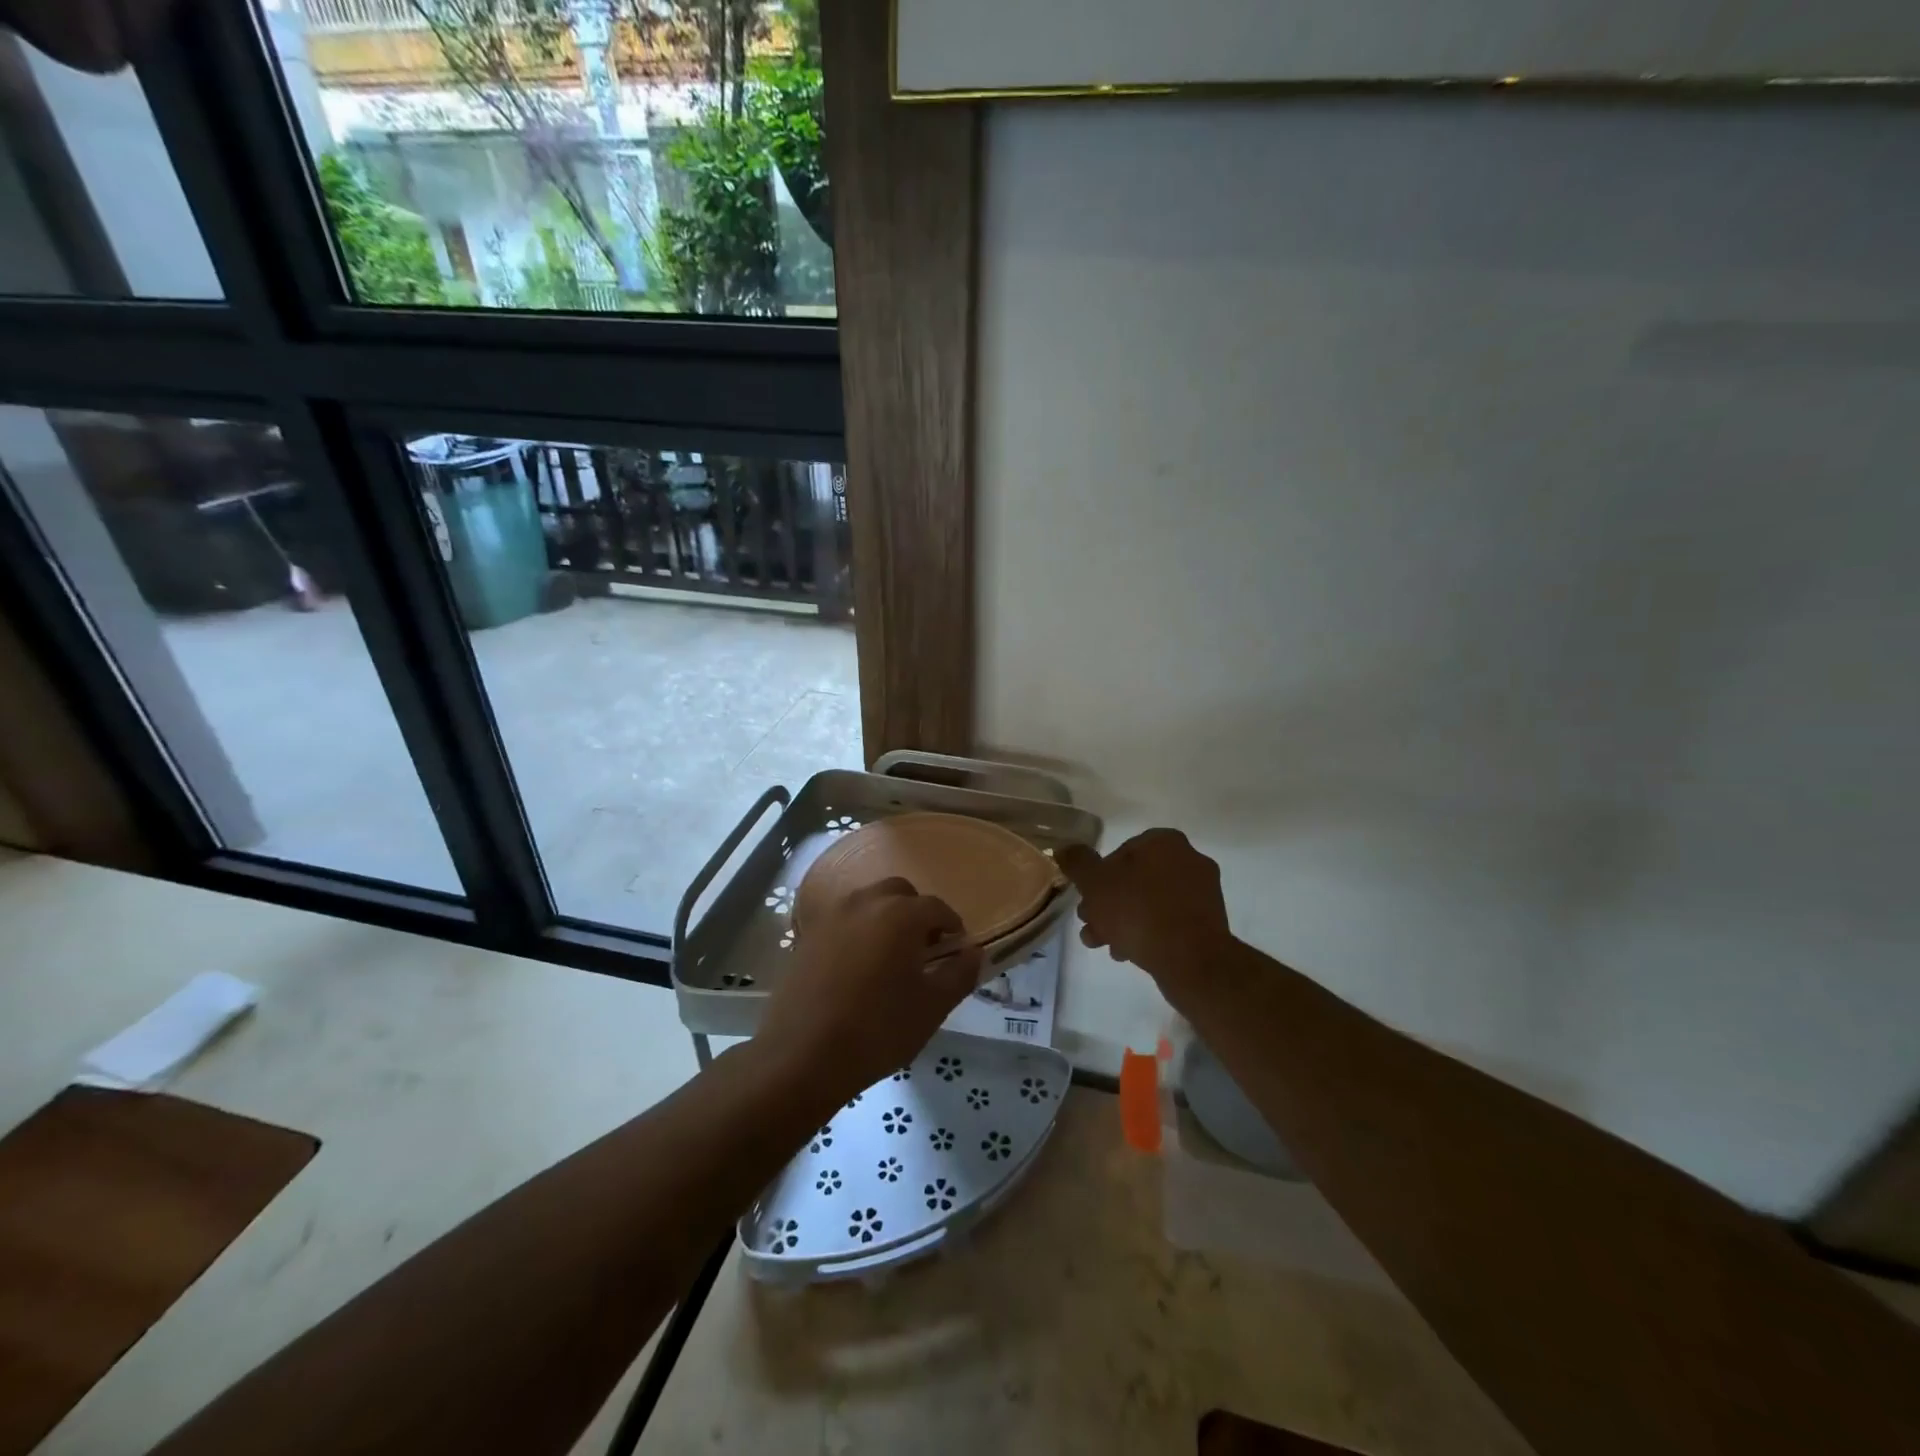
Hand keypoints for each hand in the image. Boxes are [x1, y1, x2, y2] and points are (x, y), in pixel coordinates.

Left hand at [757, 878, 982, 1100]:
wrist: (802, 1056)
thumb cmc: (878, 1030)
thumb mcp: (932, 1008)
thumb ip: (959, 974)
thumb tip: (973, 952)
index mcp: (900, 914)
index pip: (936, 907)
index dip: (952, 926)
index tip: (956, 950)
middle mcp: (865, 902)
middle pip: (900, 893)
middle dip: (916, 913)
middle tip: (923, 948)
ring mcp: (831, 916)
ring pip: (868, 902)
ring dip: (885, 917)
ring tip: (890, 956)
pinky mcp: (807, 935)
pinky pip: (842, 921)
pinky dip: (857, 931)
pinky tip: (857, 967)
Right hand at [1057, 829, 1235, 1007]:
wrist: (1191, 961)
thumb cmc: (1139, 912)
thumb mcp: (1095, 884)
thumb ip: (1078, 863)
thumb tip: (1065, 849)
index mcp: (1165, 842)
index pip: (1121, 851)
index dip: (1098, 876)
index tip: (1086, 899)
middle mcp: (1189, 860)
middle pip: (1135, 879)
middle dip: (1108, 903)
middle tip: (1090, 924)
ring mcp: (1203, 893)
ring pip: (1150, 903)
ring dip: (1123, 921)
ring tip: (1104, 945)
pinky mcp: (1209, 924)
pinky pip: (1169, 922)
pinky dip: (1148, 933)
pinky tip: (1128, 954)